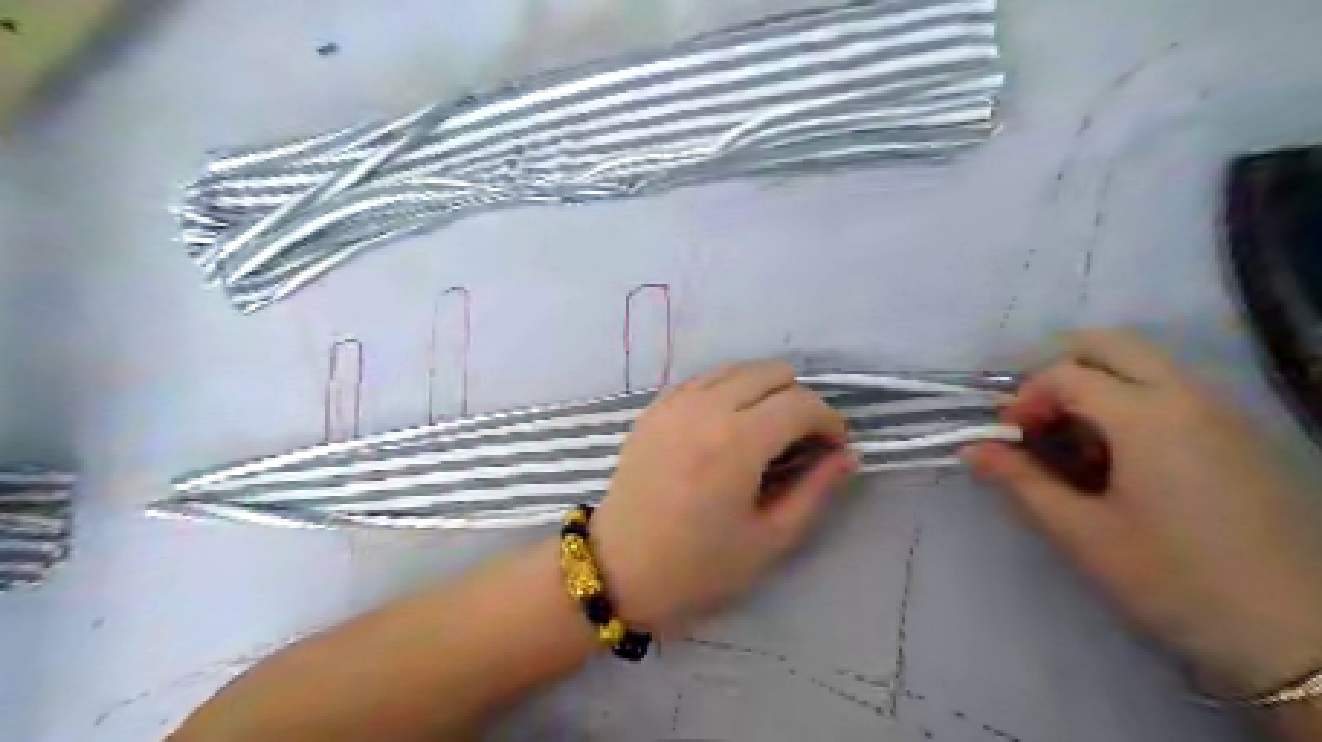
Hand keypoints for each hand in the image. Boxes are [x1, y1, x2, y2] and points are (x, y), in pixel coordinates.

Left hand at [595, 364, 864, 633]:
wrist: (617, 569)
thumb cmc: (697, 568)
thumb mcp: (768, 540)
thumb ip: (815, 491)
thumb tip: (848, 455)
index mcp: (737, 442)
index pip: (801, 403)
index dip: (829, 420)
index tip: (834, 446)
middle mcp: (705, 408)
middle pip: (772, 372)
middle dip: (799, 400)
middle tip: (801, 440)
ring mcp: (675, 403)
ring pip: (737, 368)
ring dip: (763, 390)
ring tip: (766, 431)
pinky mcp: (654, 408)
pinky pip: (704, 379)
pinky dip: (728, 390)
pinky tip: (728, 425)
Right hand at [968, 330, 1320, 694]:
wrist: (1304, 638)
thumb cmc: (1176, 581)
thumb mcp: (1083, 534)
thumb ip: (1022, 482)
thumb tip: (972, 451)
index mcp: (1147, 416)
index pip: (1065, 374)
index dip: (1024, 399)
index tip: (1009, 439)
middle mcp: (1189, 396)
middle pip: (1111, 344)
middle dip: (1059, 369)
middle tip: (1038, 418)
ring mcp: (1224, 411)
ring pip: (1144, 363)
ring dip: (1096, 384)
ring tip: (1077, 442)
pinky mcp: (1242, 434)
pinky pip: (1174, 389)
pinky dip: (1131, 400)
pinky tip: (1123, 457)